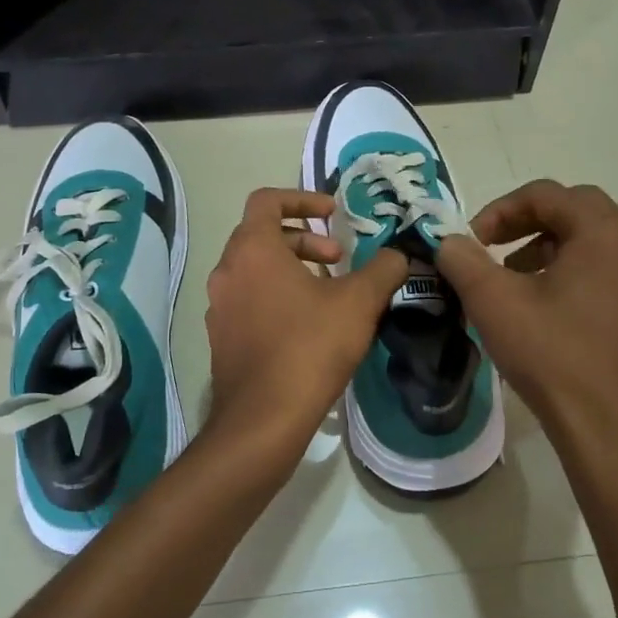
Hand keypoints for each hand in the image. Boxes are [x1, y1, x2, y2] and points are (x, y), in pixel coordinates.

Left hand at [203, 188, 407, 473]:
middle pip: (262, 234)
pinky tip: (308, 326)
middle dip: (305, 239)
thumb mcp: (358, 302)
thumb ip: (383, 269)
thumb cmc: (309, 347)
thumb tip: (398, 255)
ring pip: (256, 269)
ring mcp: (219, 306)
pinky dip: (277, 296)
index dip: (303, 198)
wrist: (263, 419)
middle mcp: (227, 270)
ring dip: (292, 268)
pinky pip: (249, 299)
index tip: (332, 214)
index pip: (267, 200)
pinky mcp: (221, 336)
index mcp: (253, 249)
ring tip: (329, 293)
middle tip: (339, 259)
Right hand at [437, 180, 617, 485]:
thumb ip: (463, 259)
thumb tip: (448, 241)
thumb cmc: (554, 358)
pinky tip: (546, 308)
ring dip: (549, 246)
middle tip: (493, 249)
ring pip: (593, 240)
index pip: (547, 194)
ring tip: (515, 281)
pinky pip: (608, 268)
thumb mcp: (494, 303)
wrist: (612, 433)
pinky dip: (573, 270)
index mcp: (606, 234)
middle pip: (576, 209)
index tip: (472, 240)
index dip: (501, 209)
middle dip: (527, 222)